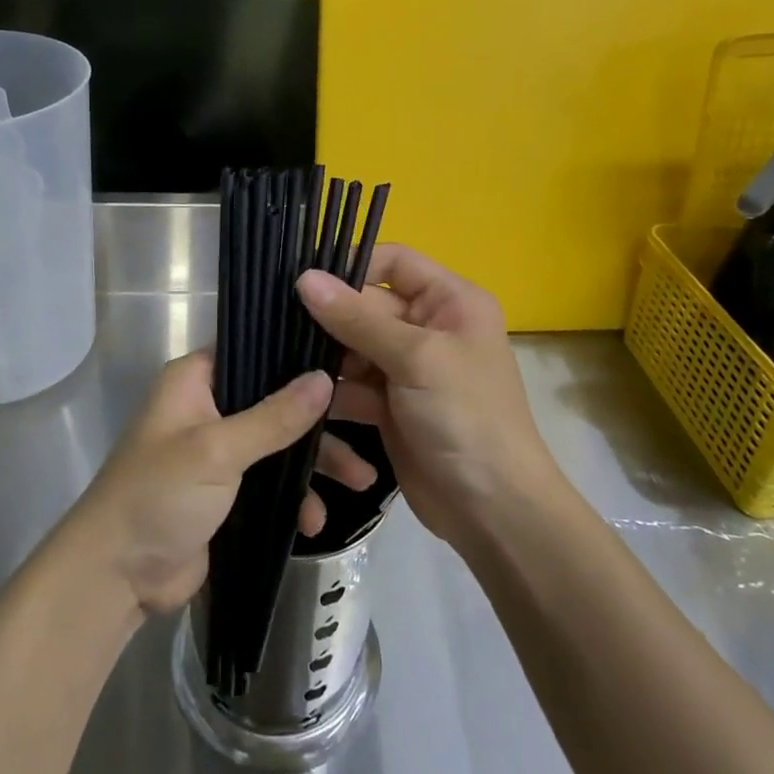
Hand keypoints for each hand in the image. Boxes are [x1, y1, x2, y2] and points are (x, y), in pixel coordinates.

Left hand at [67, 352, 377, 617]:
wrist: (117, 577)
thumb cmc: (159, 495)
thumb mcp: (218, 451)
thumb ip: (274, 417)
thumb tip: (325, 378)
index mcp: (195, 380)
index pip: (254, 348)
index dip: (298, 352)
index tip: (349, 357)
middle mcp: (209, 407)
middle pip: (277, 399)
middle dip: (321, 420)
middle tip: (371, 424)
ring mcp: (219, 451)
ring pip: (281, 443)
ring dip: (316, 463)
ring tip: (362, 484)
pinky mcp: (228, 492)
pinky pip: (273, 482)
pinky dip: (295, 497)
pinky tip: (314, 522)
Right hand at [296, 245, 559, 549]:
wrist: (492, 511)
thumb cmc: (466, 418)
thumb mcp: (415, 358)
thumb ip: (357, 318)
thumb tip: (304, 277)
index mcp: (450, 301)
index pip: (394, 261)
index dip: (353, 267)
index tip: (305, 283)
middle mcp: (429, 327)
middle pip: (366, 306)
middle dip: (330, 320)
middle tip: (281, 327)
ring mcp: (408, 369)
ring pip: (352, 347)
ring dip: (325, 359)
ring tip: (289, 367)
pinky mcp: (389, 406)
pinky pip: (351, 385)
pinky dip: (332, 393)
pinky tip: (304, 402)